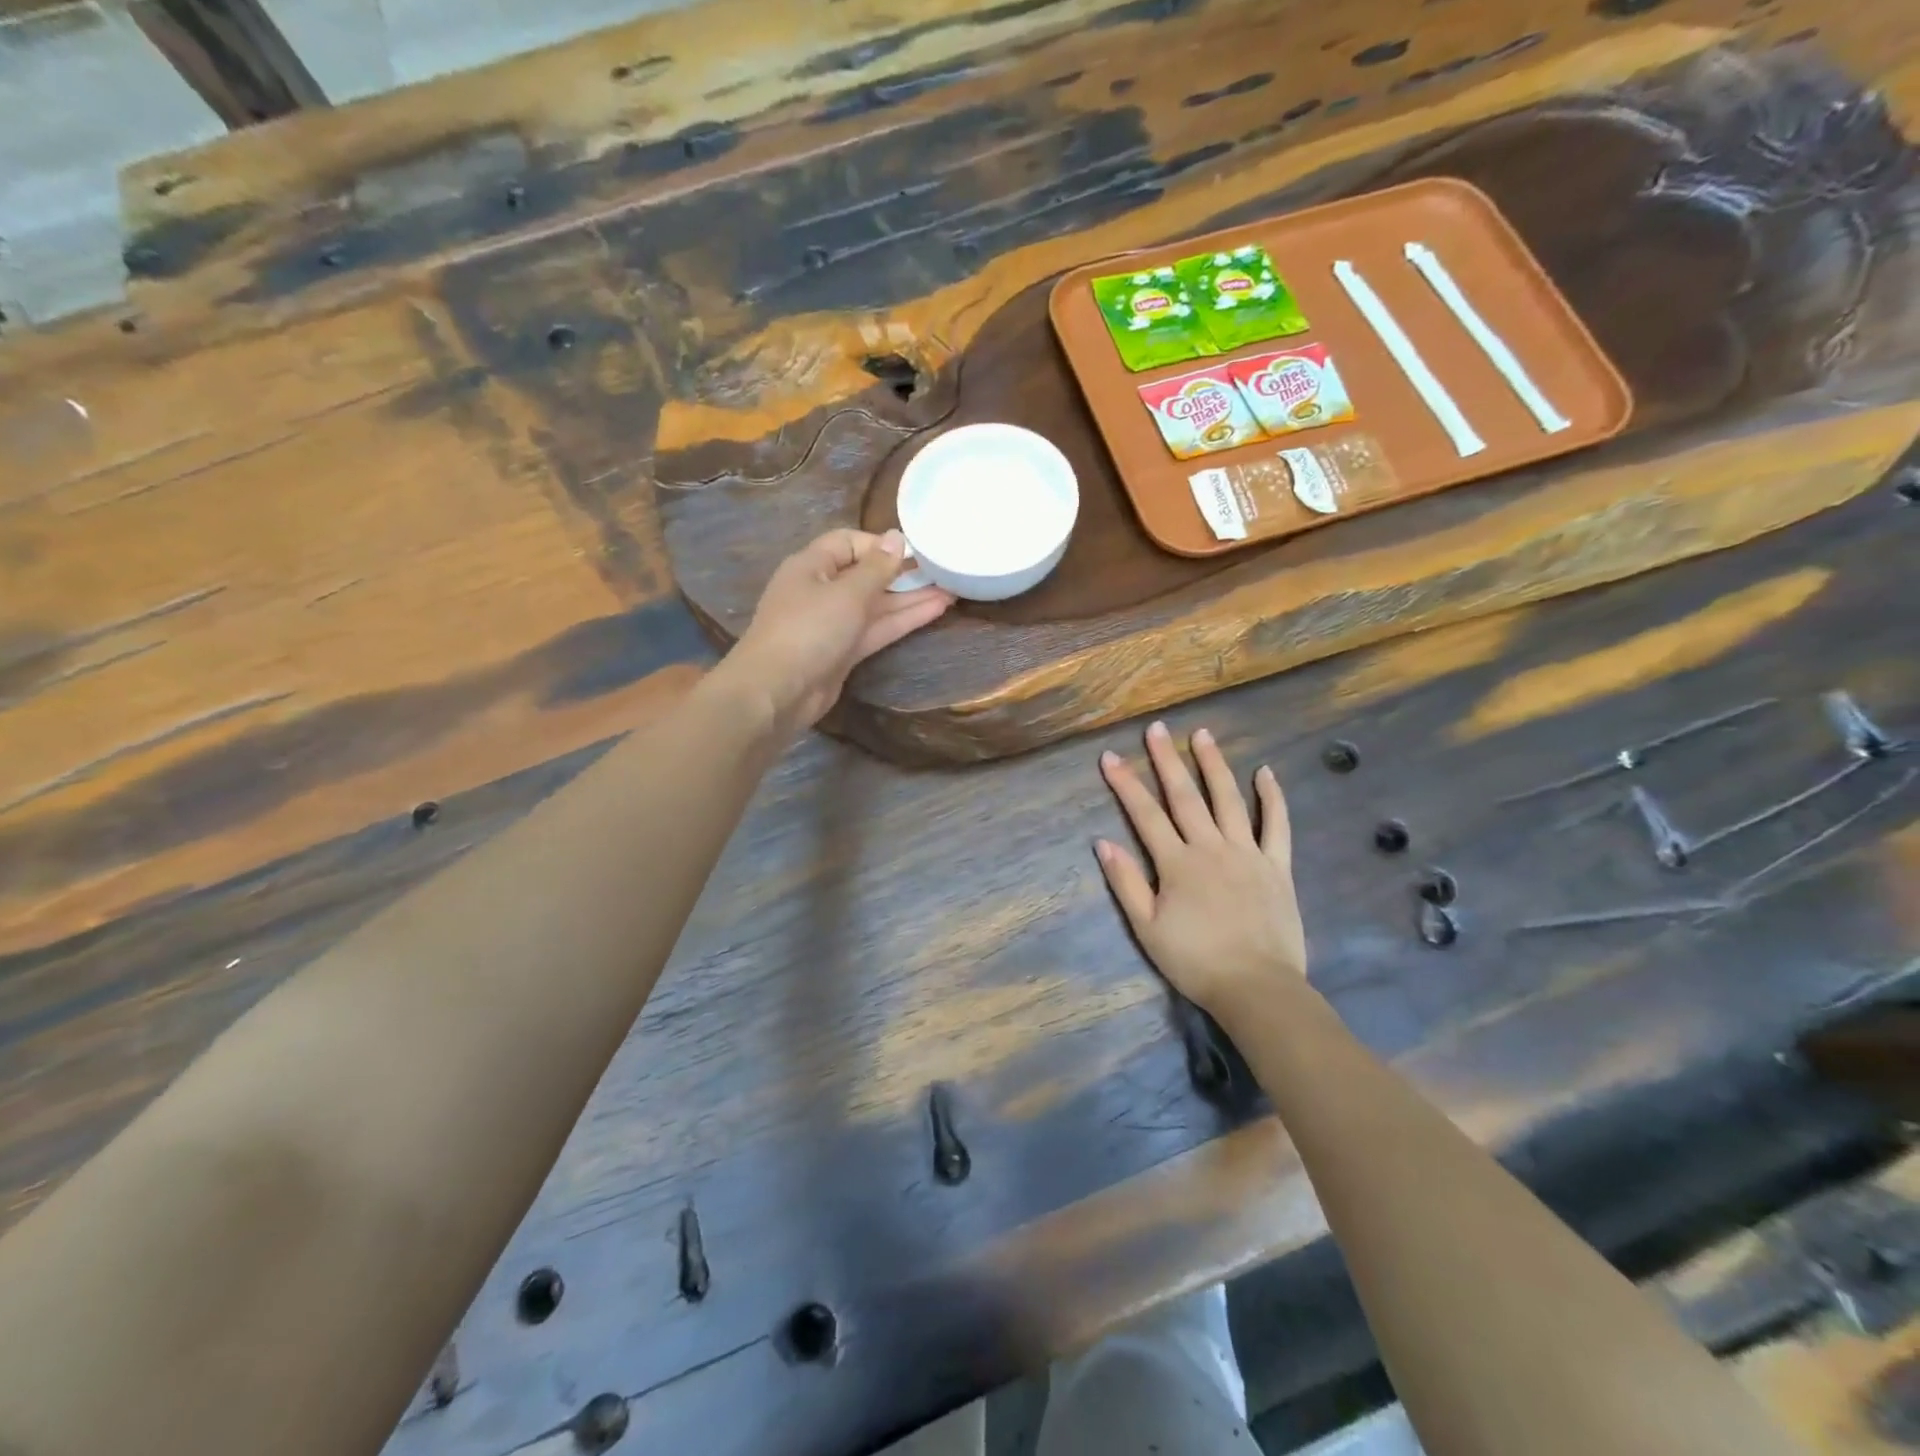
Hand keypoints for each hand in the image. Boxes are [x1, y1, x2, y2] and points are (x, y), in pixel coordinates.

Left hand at [727, 528, 952, 731]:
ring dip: (910, 599)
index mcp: (812, 565)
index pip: (848, 542)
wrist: (779, 691)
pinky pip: (876, 629)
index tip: (915, 551)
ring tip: (952, 590)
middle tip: (944, 571)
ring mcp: (833, 623)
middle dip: (903, 574)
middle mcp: (821, 590)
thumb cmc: (809, 630)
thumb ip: (877, 568)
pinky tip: (935, 611)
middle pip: (866, 575)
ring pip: (876, 605)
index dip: (881, 544)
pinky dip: (903, 621)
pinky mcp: (843, 652)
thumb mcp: (847, 593)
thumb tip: (897, 537)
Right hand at [1095, 721, 1306, 1021]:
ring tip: (1203, 734)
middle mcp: (1210, 848)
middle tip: (1156, 729)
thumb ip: (1126, 883)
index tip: (1110, 756)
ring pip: (1228, 799)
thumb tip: (1103, 843)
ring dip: (1214, 764)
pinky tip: (1265, 772)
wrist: (1256, 988)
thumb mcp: (1147, 928)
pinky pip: (1276, 825)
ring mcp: (1247, 853)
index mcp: (1177, 863)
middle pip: (1185, 796)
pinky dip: (1272, 797)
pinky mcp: (1277, 866)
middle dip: (1167, 760)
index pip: (1145, 815)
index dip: (1125, 784)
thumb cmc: (1195, 961)